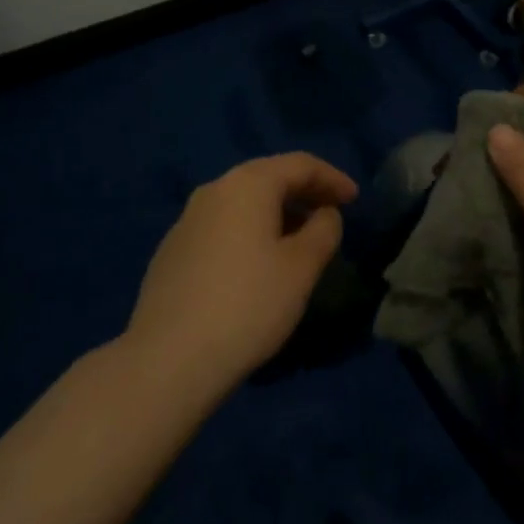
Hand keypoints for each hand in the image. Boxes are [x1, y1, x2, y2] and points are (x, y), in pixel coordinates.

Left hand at [124, 152, 357, 395]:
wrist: (169, 358)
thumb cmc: (248, 305)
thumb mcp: (301, 268)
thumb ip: (323, 230)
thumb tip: (324, 214)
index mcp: (247, 184)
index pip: (299, 164)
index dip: (332, 178)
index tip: (355, 199)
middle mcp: (214, 190)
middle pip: (268, 177)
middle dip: (303, 192)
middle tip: (331, 214)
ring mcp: (187, 219)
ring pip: (242, 203)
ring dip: (276, 213)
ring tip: (299, 240)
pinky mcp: (172, 250)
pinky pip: (222, 226)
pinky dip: (249, 232)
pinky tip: (257, 263)